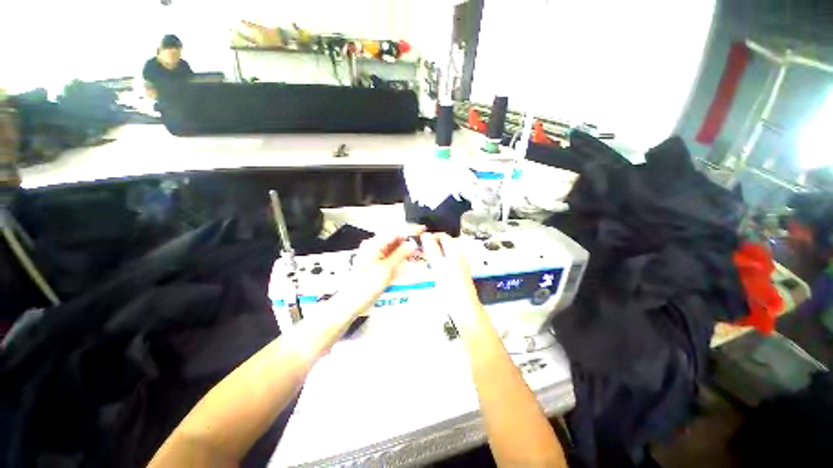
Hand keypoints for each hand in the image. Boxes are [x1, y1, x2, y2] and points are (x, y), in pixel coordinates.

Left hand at [342, 226, 424, 313]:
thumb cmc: (364, 286)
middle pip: (395, 239)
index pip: (395, 232)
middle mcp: (374, 247)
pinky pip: (392, 258)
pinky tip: (409, 262)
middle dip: (409, 242)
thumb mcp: (386, 269)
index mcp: (373, 244)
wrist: (351, 303)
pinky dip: (401, 259)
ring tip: (419, 255)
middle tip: (423, 246)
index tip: (422, 229)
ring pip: (395, 249)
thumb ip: (400, 254)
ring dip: (406, 251)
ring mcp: (376, 256)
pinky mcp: (378, 265)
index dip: (409, 230)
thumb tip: (412, 243)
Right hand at [420, 233, 482, 327]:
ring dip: (429, 253)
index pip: (443, 236)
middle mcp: (457, 257)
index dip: (431, 235)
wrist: (464, 310)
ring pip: (441, 254)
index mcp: (455, 253)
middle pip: (442, 245)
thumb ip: (433, 251)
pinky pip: (441, 264)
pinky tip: (425, 268)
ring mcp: (455, 267)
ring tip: (417, 257)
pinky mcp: (453, 276)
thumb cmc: (453, 289)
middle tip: (415, 249)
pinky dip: (432, 262)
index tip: (418, 240)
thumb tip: (425, 235)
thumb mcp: (440, 268)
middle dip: (429, 244)